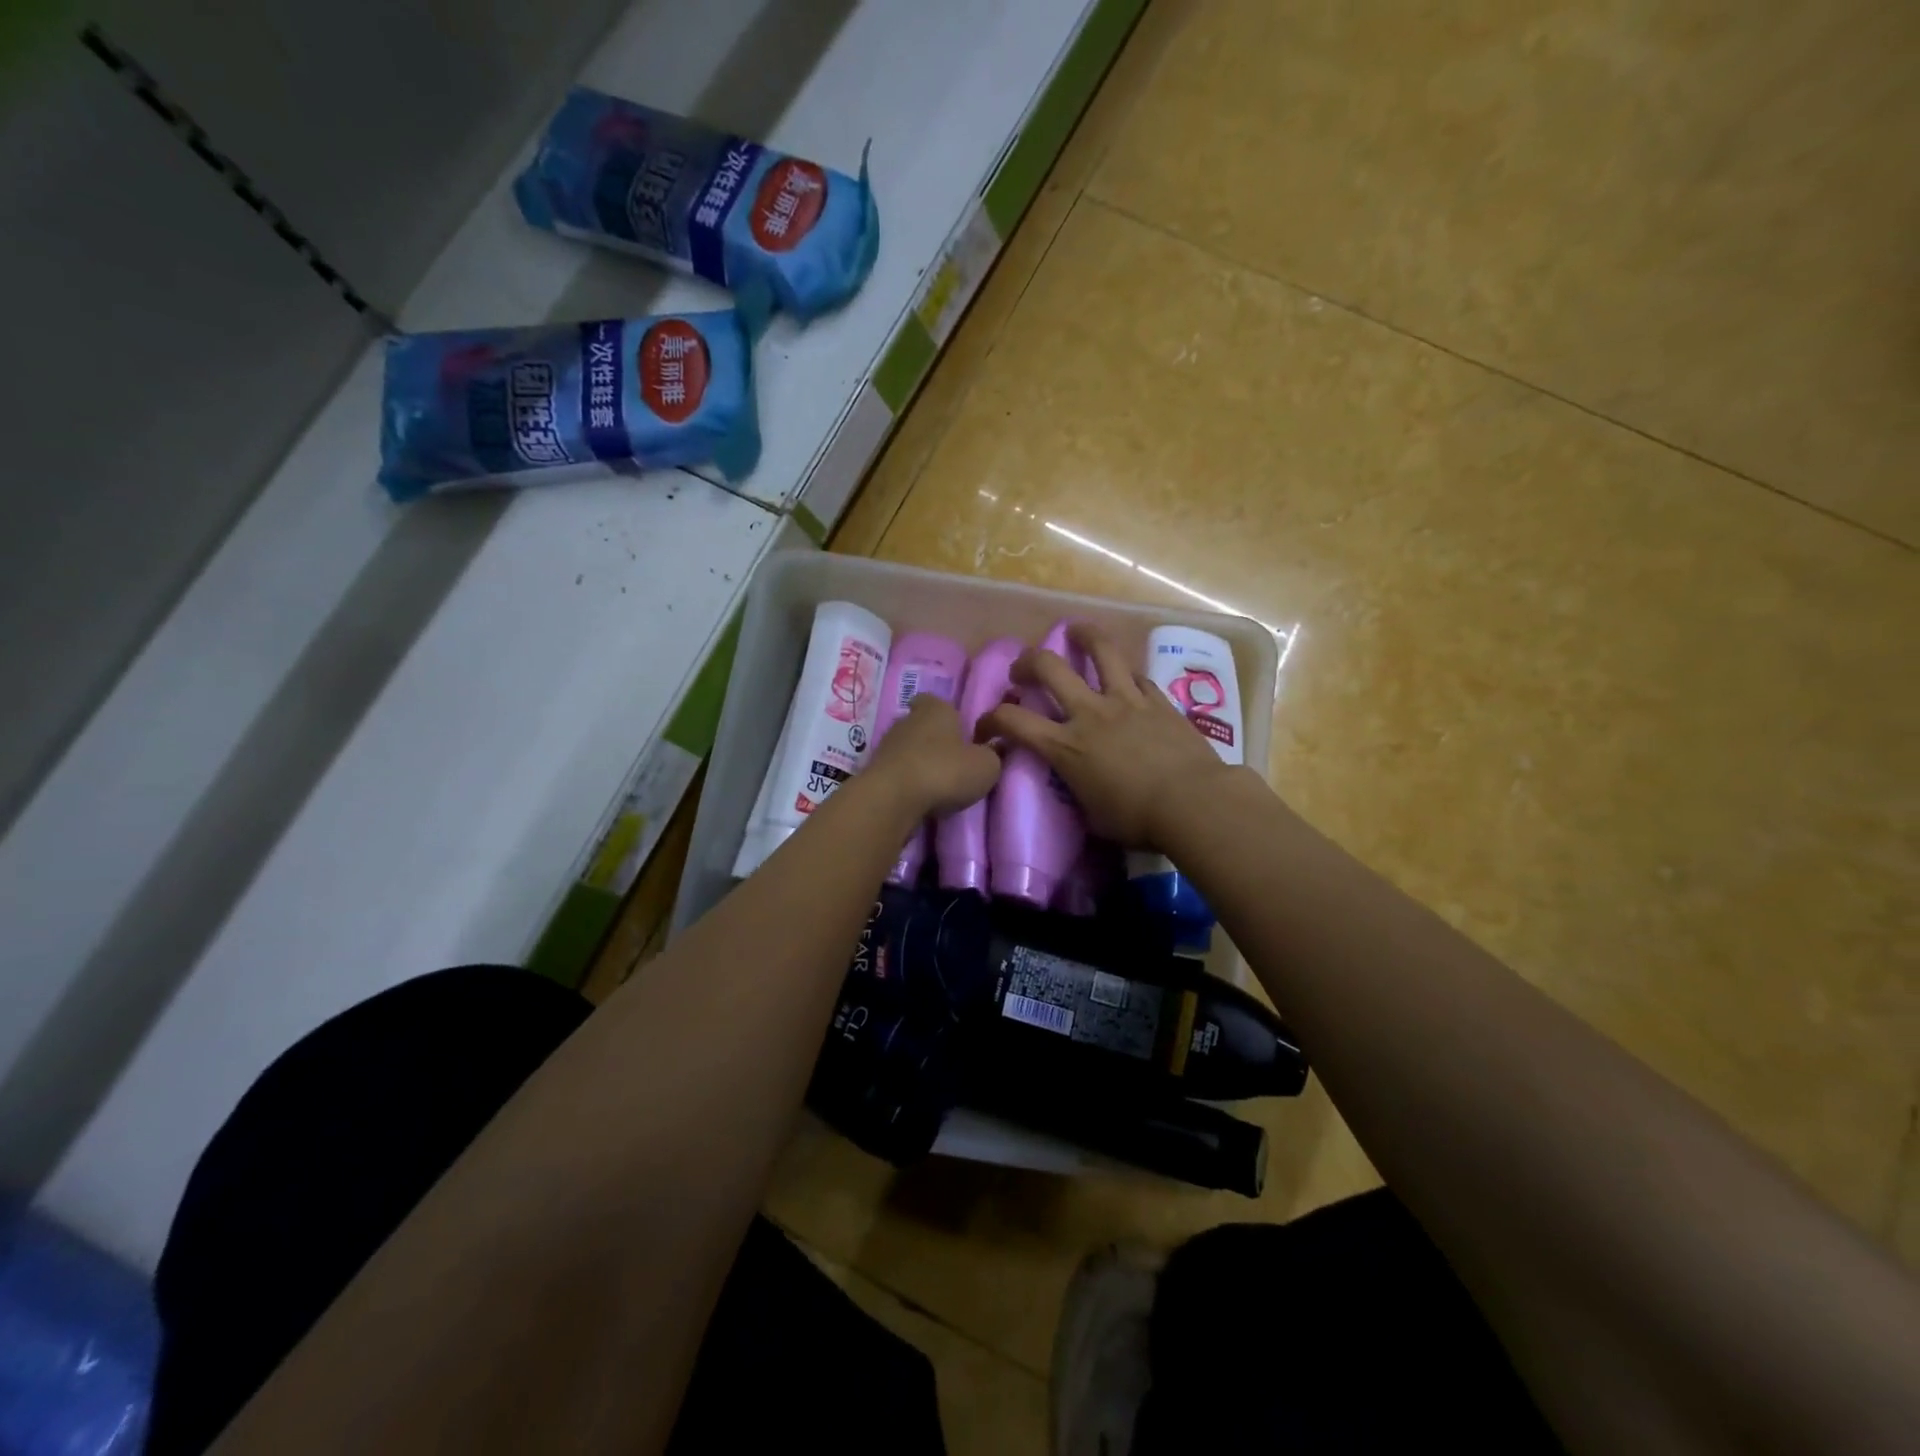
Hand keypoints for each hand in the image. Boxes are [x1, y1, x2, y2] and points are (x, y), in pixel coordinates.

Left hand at [864, 695, 1001, 818]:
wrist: (892, 799)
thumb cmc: (945, 771)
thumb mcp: (986, 766)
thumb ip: (993, 754)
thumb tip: (994, 748)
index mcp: (936, 708)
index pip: (937, 700)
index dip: (948, 714)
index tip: (960, 730)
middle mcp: (907, 719)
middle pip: (922, 724)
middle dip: (935, 740)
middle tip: (953, 760)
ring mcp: (886, 744)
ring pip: (907, 748)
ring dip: (919, 762)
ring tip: (937, 782)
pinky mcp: (873, 771)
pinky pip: (896, 771)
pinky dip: (907, 780)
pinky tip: (918, 796)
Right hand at [976, 623, 1239, 848]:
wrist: (1193, 803)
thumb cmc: (1136, 820)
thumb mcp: (1091, 814)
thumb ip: (1076, 788)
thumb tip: (1075, 782)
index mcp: (1065, 746)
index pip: (1012, 721)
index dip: (989, 720)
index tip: (985, 728)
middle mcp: (1089, 713)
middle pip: (1048, 666)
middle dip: (1027, 661)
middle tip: (1023, 669)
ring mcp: (1126, 700)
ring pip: (1100, 650)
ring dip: (1083, 635)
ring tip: (1076, 631)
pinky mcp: (1157, 700)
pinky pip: (1136, 675)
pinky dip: (1125, 674)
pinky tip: (1125, 677)